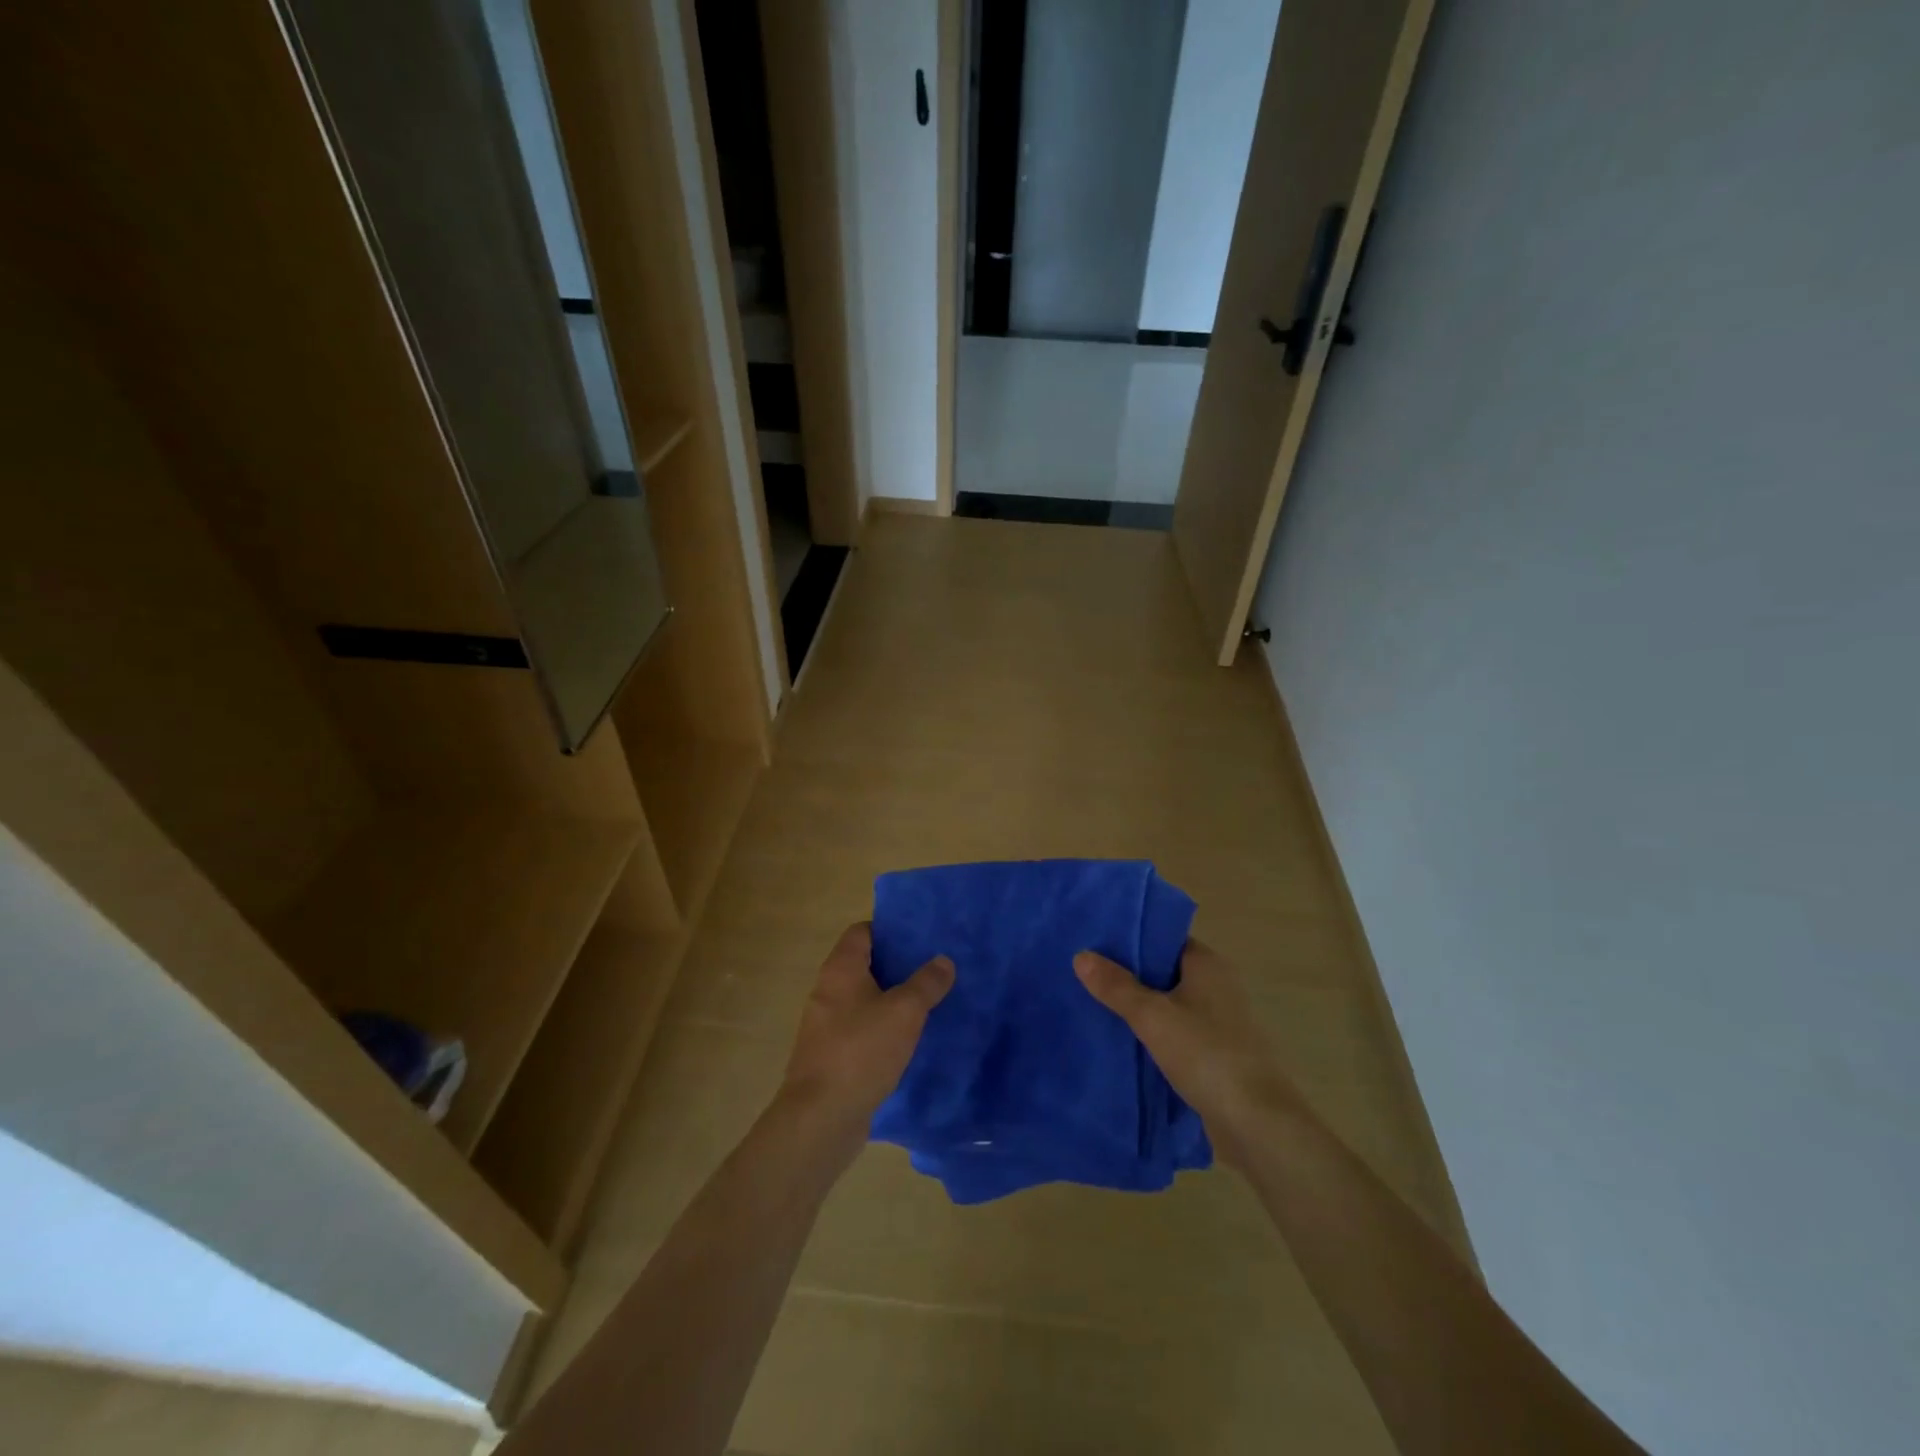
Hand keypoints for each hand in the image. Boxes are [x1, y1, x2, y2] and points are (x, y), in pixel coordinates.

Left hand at [778, 923, 953, 1155]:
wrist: (820, 1117)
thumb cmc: (861, 1050)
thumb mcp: (904, 1012)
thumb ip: (926, 983)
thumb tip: (943, 961)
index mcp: (840, 969)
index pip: (861, 931)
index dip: (889, 930)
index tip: (920, 938)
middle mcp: (827, 990)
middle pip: (863, 965)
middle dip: (896, 966)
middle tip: (932, 970)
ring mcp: (824, 1025)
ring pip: (863, 1000)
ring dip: (890, 1000)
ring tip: (927, 1004)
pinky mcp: (829, 1055)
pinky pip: (859, 1030)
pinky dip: (881, 1029)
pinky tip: (907, 1041)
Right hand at [1074, 939, 1297, 1170]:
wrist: (1257, 1123)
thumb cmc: (1206, 1054)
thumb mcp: (1152, 1016)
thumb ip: (1116, 986)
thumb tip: (1081, 955)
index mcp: (1207, 964)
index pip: (1164, 937)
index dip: (1131, 937)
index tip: (1095, 941)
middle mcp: (1217, 985)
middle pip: (1164, 970)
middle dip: (1128, 974)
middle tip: (1085, 973)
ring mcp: (1219, 1021)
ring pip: (1169, 1004)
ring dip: (1139, 1007)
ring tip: (1094, 1004)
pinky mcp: (1217, 1054)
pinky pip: (1176, 1033)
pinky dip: (1153, 1034)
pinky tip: (1121, 1041)